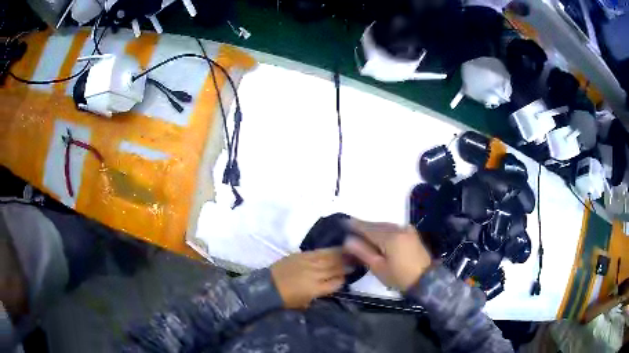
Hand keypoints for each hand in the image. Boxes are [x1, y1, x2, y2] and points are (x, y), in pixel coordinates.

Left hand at [270, 248, 344, 308]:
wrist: (267, 286)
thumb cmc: (285, 299)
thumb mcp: (304, 303)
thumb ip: (318, 296)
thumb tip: (327, 289)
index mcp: (315, 289)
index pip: (336, 283)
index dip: (343, 280)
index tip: (347, 277)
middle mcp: (314, 274)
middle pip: (336, 268)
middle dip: (347, 265)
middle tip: (357, 262)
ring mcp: (308, 263)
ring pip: (329, 258)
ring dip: (342, 255)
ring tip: (351, 252)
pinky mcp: (301, 255)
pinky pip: (319, 252)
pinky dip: (329, 250)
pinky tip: (336, 248)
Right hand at [343, 219, 431, 291]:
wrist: (426, 280)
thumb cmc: (399, 277)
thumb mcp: (378, 267)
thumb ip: (363, 252)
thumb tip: (348, 240)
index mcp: (389, 237)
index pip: (368, 228)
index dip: (355, 225)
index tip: (343, 222)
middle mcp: (398, 229)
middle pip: (377, 225)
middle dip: (364, 226)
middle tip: (350, 227)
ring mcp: (407, 230)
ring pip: (385, 225)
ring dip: (374, 227)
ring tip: (362, 231)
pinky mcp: (412, 234)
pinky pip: (393, 228)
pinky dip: (384, 229)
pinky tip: (379, 234)